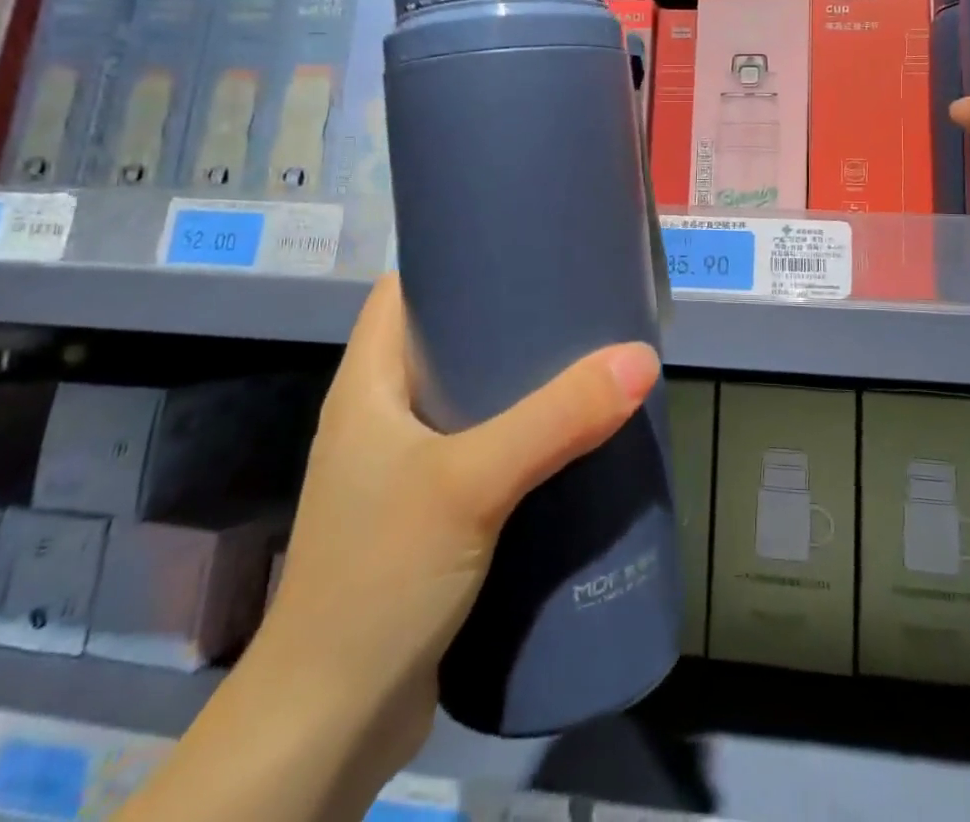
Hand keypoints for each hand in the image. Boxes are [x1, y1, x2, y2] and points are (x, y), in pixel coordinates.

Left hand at [259, 275, 660, 770]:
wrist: (329, 727)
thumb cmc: (380, 577)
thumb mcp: (472, 483)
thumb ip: (556, 420)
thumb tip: (640, 358)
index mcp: (368, 383)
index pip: (404, 290)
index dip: (455, 257)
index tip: (523, 243)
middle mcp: (381, 415)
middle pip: (447, 339)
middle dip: (507, 318)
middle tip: (575, 301)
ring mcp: (404, 468)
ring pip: (468, 398)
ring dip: (520, 381)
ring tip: (586, 360)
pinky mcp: (430, 515)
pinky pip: (482, 449)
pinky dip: (522, 434)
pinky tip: (570, 438)